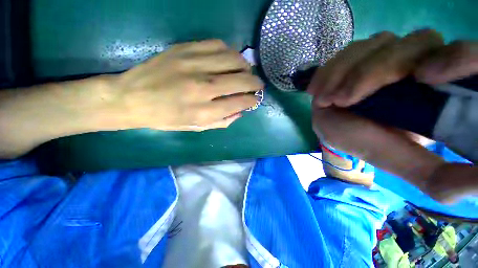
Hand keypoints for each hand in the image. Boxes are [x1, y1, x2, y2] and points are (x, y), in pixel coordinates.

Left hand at [108, 39, 262, 130]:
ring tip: (246, 72)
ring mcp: (193, 65)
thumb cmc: (166, 118)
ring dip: (245, 66)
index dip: (252, 100)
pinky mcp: (185, 50)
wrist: (132, 98)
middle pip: (240, 81)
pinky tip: (230, 59)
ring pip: (232, 60)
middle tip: (258, 84)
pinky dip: (229, 52)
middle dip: (255, 83)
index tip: (256, 99)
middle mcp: (202, 88)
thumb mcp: (196, 128)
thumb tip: (240, 112)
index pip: (239, 103)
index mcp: (204, 112)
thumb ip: (222, 121)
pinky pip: (217, 45)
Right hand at [310, 30, 477, 202]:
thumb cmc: (368, 145)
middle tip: (344, 100)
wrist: (337, 131)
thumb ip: (440, 177)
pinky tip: (319, 88)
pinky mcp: (361, 54)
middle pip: (418, 43)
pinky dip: (333, 68)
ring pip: (380, 42)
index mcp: (444, 90)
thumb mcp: (406, 164)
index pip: (466, 56)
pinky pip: (351, 49)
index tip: (423, 79)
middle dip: (377, 71)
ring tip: (328, 98)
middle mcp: (423, 61)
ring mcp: (389, 52)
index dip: (457, 57)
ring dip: (348, 71)